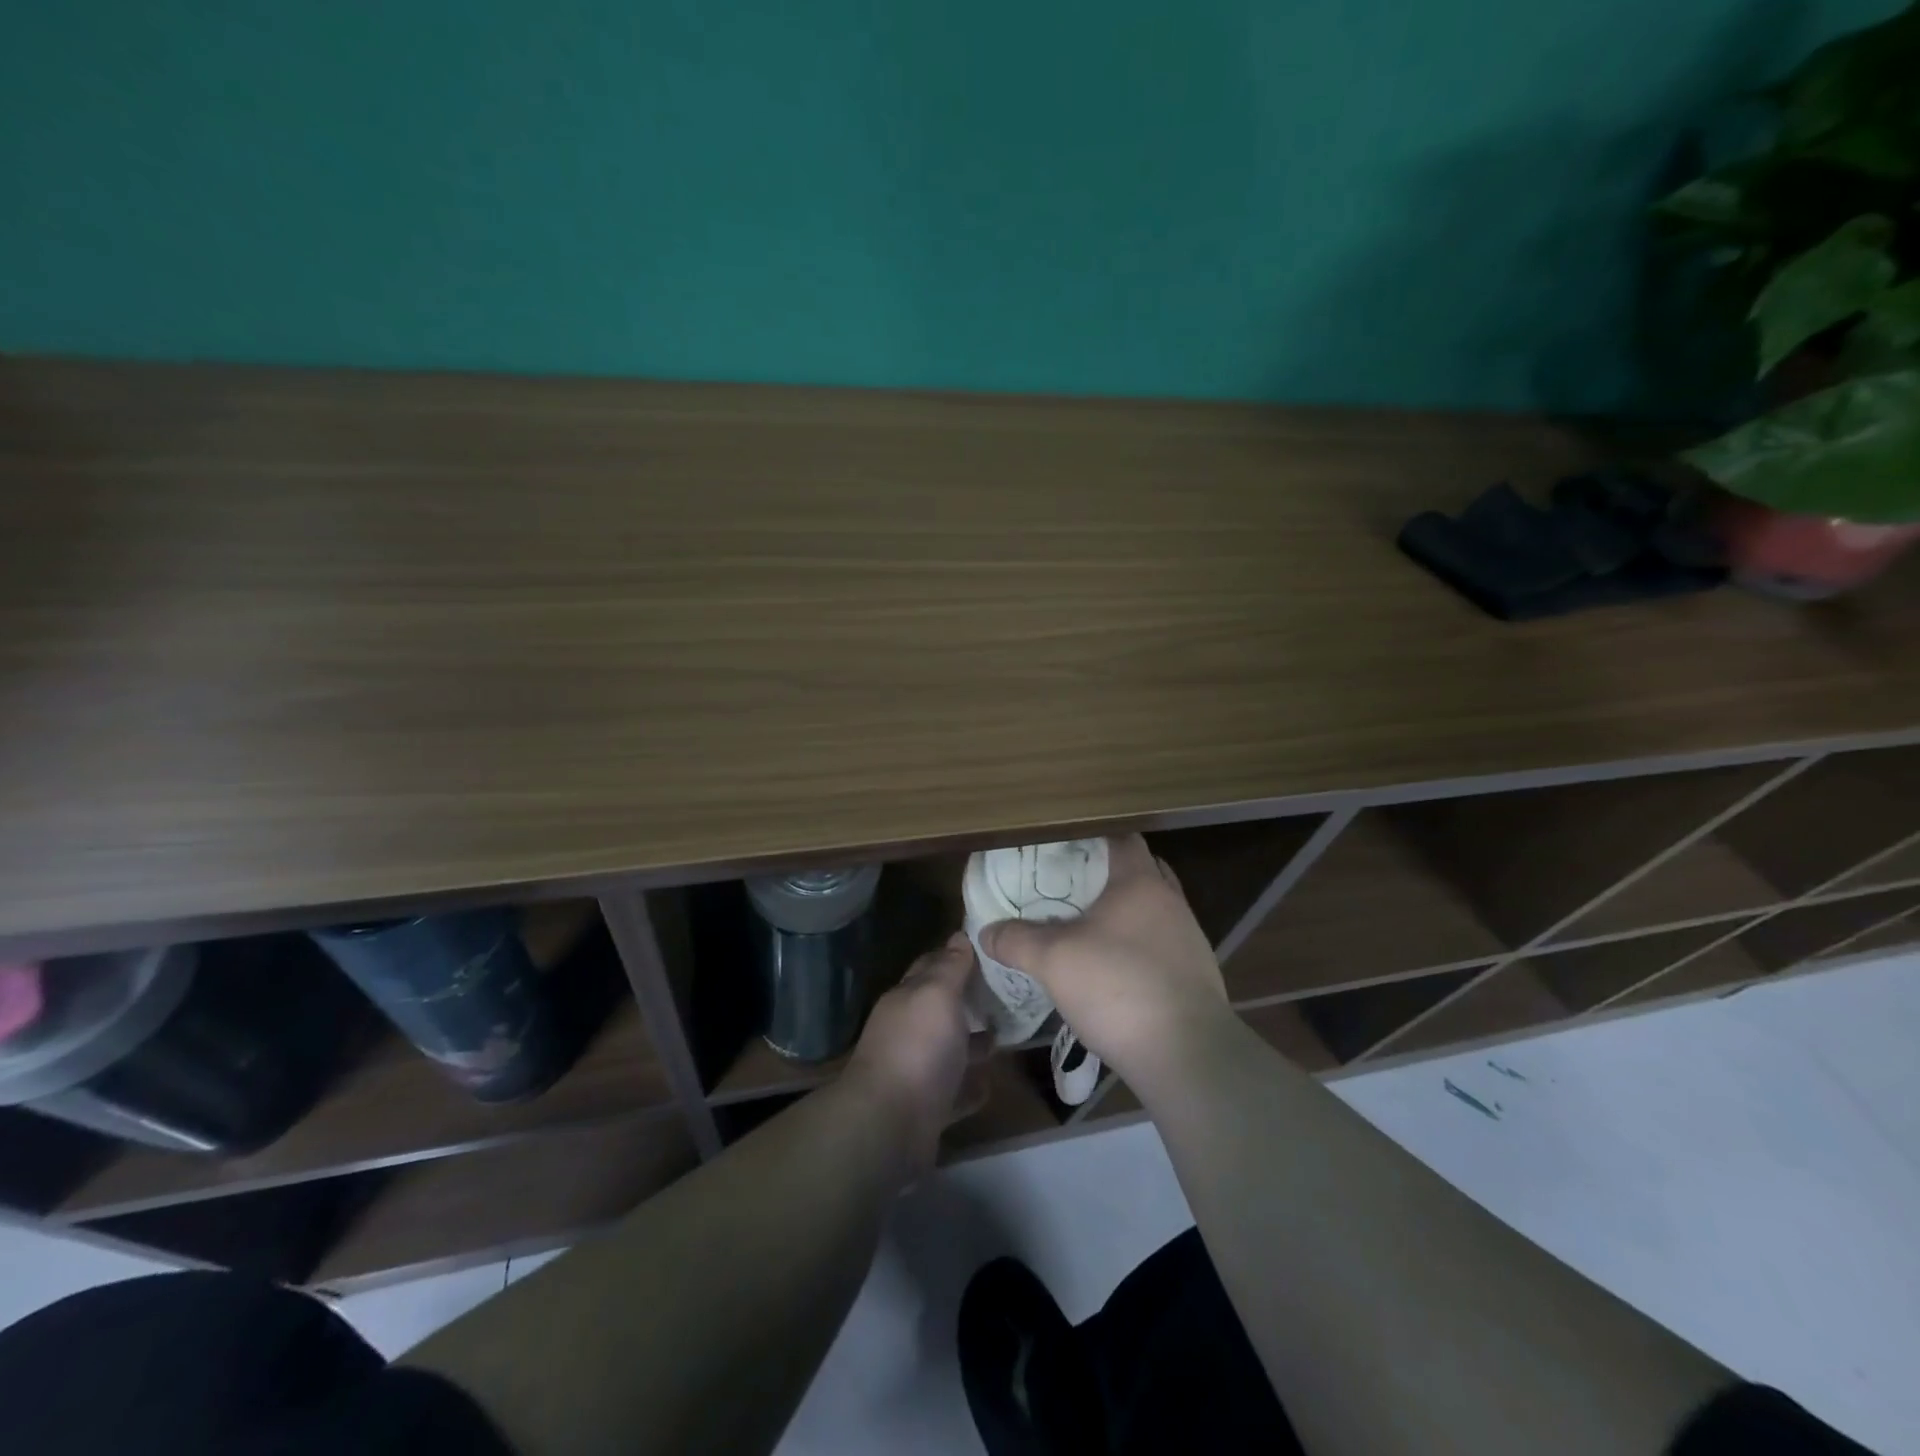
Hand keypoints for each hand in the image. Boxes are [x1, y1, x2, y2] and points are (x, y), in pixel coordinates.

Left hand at [845, 933, 984, 1176]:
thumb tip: (959, 936)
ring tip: (1007, 1035)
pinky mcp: (927, 1108)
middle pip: (942, 1008)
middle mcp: (908, 1030)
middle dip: (970, 1000)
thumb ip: (950, 967)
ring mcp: (916, 1071)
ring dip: (973, 1043)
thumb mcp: (937, 995)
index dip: (958, 954)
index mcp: (907, 998)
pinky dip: (971, 1087)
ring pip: (949, 1050)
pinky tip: (992, 1082)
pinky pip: (955, 1092)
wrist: (889, 1126)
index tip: (992, 948)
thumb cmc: (918, 1048)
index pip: (932, 965)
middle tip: (1012, 992)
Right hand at [977, 835, 1229, 1088]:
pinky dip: (1137, 946)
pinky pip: (1160, 945)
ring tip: (1086, 926)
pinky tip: (1112, 969)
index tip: (1062, 848)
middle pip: (1140, 871)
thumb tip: (986, 932)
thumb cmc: (1119, 987)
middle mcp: (1171, 901)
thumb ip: (1017, 940)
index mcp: (1140, 882)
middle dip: (1107, 874)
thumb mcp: (1054, 960)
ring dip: (1124, 913)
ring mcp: (1188, 939)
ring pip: (1152, 910)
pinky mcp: (1196, 975)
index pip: (1121, 839)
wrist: (1187, 1055)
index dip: (1092, 838)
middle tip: (1069, 885)